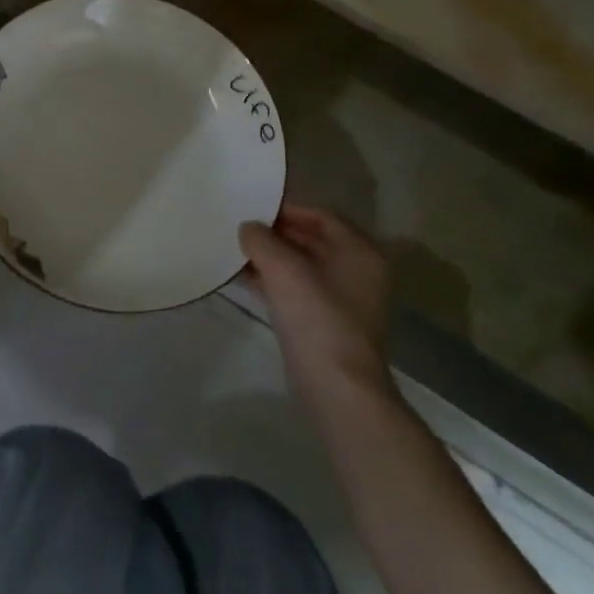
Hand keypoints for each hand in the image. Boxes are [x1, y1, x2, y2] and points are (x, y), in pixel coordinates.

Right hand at [241, 204, 395, 408]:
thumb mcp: (282, 268)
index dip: (286, 209)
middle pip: (311, 239)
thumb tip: (248, 228)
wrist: (336, 386)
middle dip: (275, 234)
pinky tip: (244, 278)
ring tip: (235, 250)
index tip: (253, 208)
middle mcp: (357, 270)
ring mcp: (343, 299)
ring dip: (271, 258)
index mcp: (358, 250)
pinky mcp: (326, 322)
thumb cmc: (316, 316)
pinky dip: (273, 281)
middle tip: (240, 228)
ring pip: (301, 266)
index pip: (320, 215)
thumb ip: (261, 239)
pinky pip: (297, 289)